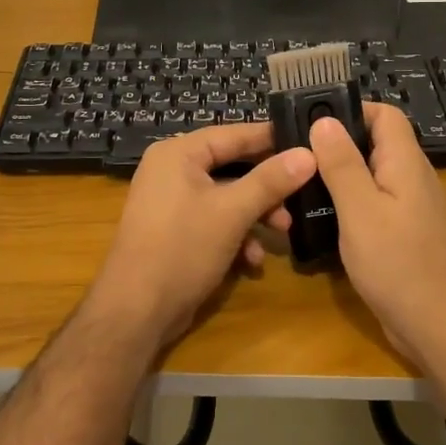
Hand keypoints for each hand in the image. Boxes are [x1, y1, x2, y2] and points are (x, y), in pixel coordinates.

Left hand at [84, 123, 316, 352]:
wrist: (135, 310)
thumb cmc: (182, 248)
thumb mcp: (232, 212)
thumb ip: (271, 181)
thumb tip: (309, 153)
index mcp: (179, 154)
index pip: (234, 134)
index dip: (272, 139)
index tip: (310, 143)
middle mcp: (172, 170)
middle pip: (232, 166)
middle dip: (267, 187)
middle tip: (302, 196)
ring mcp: (171, 202)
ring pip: (226, 197)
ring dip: (256, 215)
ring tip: (283, 233)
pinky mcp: (175, 231)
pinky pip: (213, 221)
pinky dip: (235, 235)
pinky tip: (252, 261)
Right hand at [308, 103, 445, 367]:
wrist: (439, 326)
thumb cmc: (399, 264)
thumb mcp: (361, 210)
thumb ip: (342, 164)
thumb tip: (324, 120)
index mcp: (405, 163)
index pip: (384, 114)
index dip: (350, 109)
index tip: (310, 121)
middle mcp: (411, 179)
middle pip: (375, 144)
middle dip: (336, 144)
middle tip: (295, 154)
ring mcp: (409, 208)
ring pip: (371, 176)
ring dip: (339, 176)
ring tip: (300, 183)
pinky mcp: (402, 235)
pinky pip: (373, 205)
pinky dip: (347, 204)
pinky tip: (321, 218)